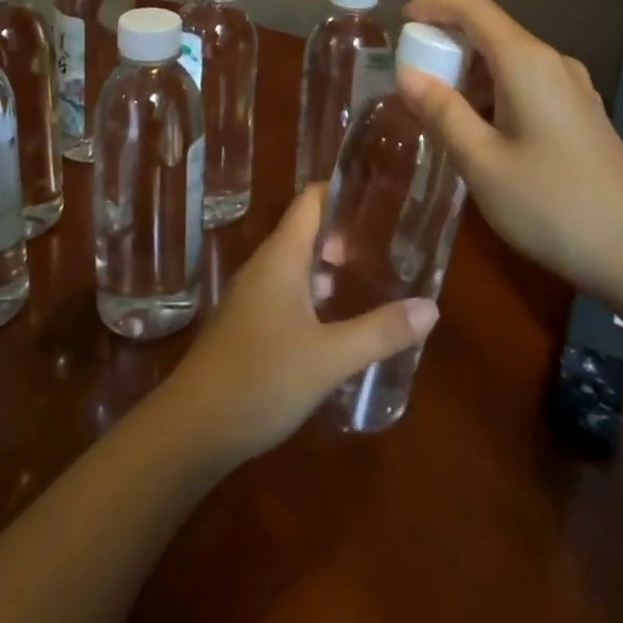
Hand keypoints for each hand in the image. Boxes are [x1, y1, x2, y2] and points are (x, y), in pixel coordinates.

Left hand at [165, 184, 437, 465]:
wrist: (191, 430)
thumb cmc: (261, 379)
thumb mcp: (329, 357)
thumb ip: (380, 331)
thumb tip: (431, 307)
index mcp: (281, 258)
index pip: (310, 201)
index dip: (341, 192)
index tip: (379, 198)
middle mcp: (263, 267)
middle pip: (305, 231)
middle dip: (343, 234)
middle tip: (386, 246)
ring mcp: (251, 297)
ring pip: (295, 265)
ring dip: (328, 267)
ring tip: (369, 279)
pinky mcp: (246, 325)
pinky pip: (285, 292)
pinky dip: (312, 294)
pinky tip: (335, 322)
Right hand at [398, 0, 622, 300]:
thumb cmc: (551, 204)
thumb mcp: (482, 162)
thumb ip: (442, 112)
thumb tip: (407, 74)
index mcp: (526, 63)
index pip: (474, 9)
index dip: (435, 5)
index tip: (402, 19)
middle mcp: (553, 62)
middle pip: (492, 31)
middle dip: (448, 41)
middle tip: (412, 72)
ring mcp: (574, 87)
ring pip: (511, 60)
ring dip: (472, 70)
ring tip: (439, 104)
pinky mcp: (582, 113)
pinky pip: (529, 82)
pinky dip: (495, 89)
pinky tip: (482, 126)